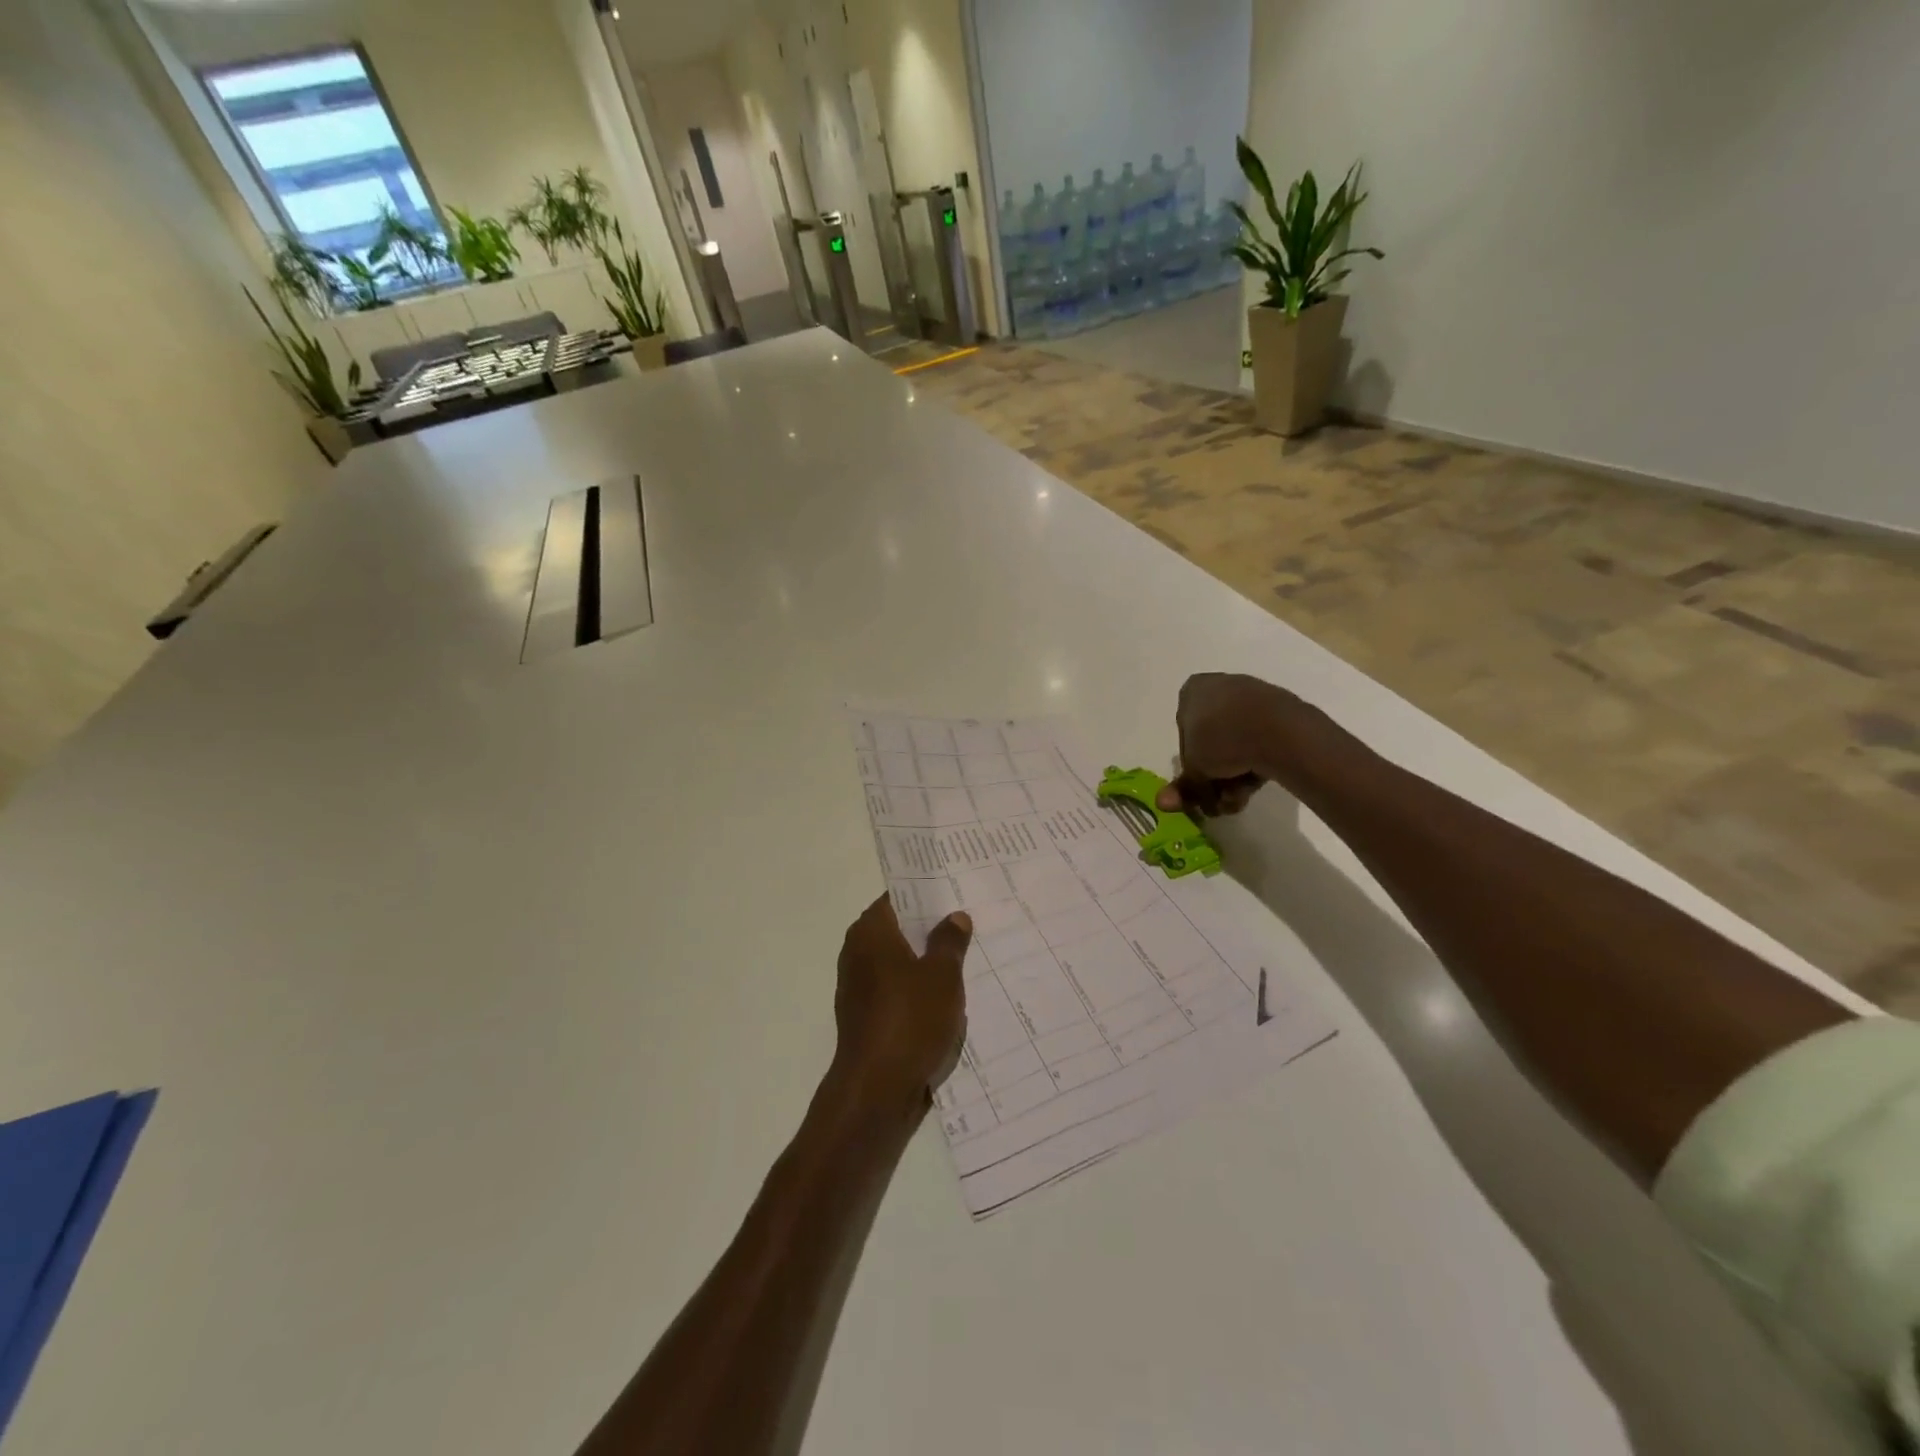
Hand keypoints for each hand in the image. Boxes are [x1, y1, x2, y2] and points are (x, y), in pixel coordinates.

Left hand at [832, 896, 972, 1113]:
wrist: (876, 1090)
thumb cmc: (910, 1019)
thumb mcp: (942, 975)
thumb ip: (949, 941)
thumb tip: (954, 916)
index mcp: (870, 932)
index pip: (897, 897)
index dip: (926, 893)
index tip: (954, 891)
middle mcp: (857, 952)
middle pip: (898, 929)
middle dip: (930, 928)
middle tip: (968, 921)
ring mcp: (858, 986)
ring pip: (899, 962)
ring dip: (926, 961)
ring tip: (965, 958)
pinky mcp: (865, 1016)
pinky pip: (896, 990)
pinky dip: (917, 989)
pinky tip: (947, 996)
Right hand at [1156, 672, 1316, 816]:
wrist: (1279, 731)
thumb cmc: (1221, 739)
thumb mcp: (1194, 769)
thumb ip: (1182, 787)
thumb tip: (1163, 803)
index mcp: (1193, 690)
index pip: (1183, 730)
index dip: (1189, 762)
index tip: (1197, 782)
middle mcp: (1221, 686)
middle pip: (1211, 740)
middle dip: (1213, 775)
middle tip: (1215, 801)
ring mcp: (1253, 698)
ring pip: (1236, 744)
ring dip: (1232, 778)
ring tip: (1235, 800)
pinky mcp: (1280, 714)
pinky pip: (1259, 742)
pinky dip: (1254, 765)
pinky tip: (1253, 788)